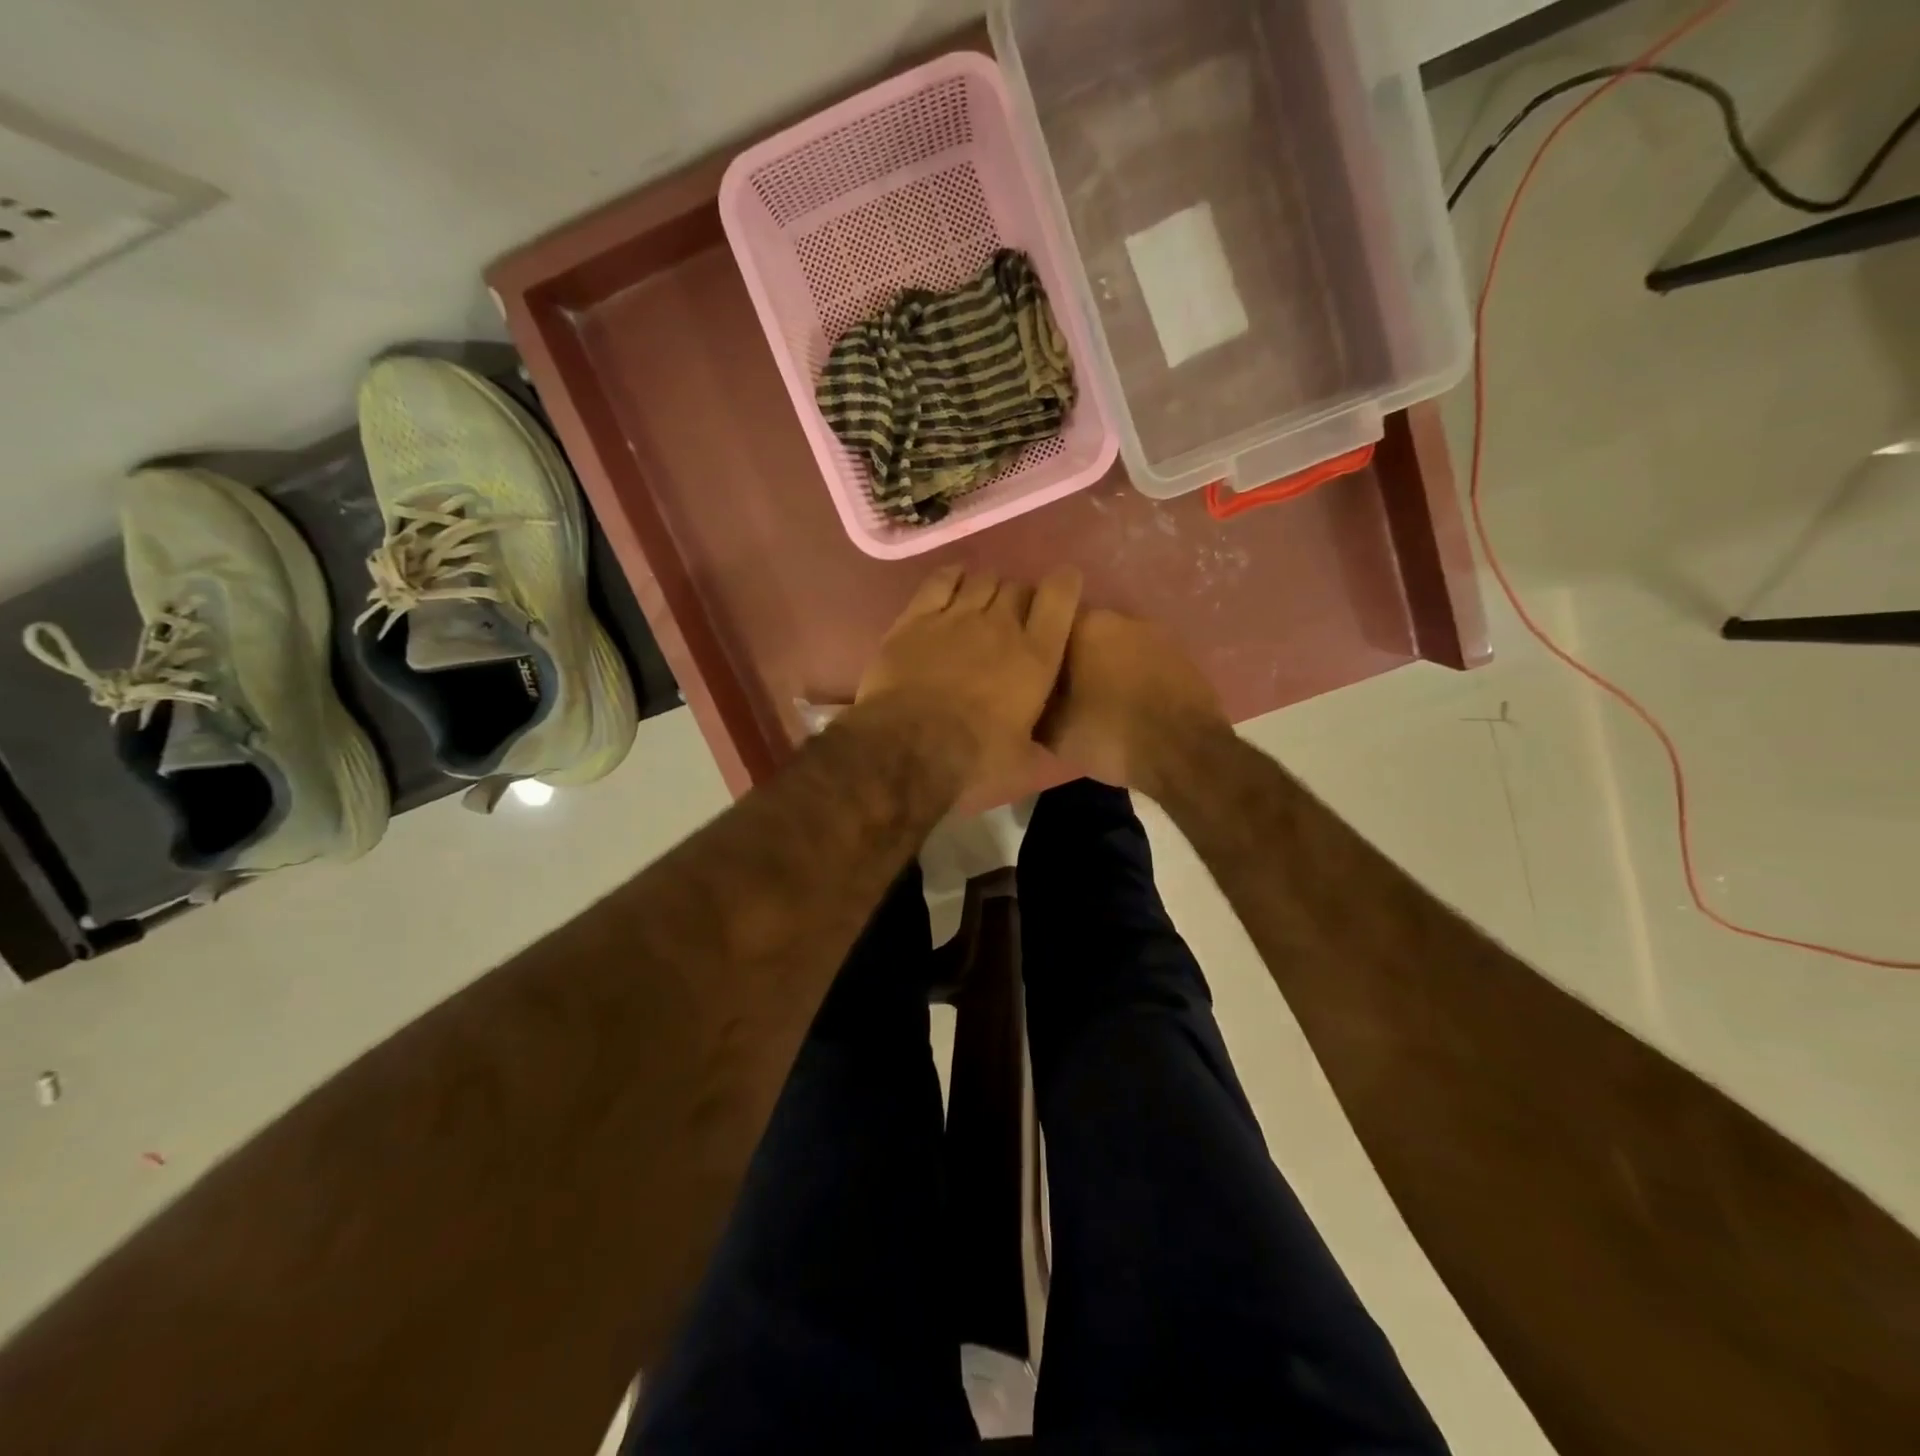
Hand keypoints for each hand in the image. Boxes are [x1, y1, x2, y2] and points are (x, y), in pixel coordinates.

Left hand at [856, 565, 1082, 791]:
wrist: (909, 747)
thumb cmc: (973, 758)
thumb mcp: (1020, 758)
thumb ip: (1033, 739)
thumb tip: (1036, 741)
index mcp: (1036, 657)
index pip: (1060, 597)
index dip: (1064, 585)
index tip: (1063, 586)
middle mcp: (1001, 626)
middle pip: (1018, 587)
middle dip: (1019, 597)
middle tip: (1012, 617)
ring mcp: (957, 616)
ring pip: (982, 579)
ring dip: (988, 587)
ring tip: (982, 603)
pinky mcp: (917, 617)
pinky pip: (941, 580)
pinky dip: (952, 577)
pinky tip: (954, 582)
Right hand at [1039, 609, 1226, 793]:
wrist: (1186, 753)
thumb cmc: (1111, 734)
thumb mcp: (1053, 730)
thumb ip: (1032, 703)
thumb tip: (1022, 696)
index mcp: (1086, 625)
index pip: (1046, 622)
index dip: (1035, 647)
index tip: (1027, 672)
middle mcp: (1121, 617)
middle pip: (1082, 633)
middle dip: (1070, 656)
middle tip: (1059, 689)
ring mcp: (1157, 634)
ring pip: (1114, 646)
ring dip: (1103, 665)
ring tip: (1094, 699)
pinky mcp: (1182, 656)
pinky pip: (1142, 661)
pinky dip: (1131, 676)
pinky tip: (1127, 704)